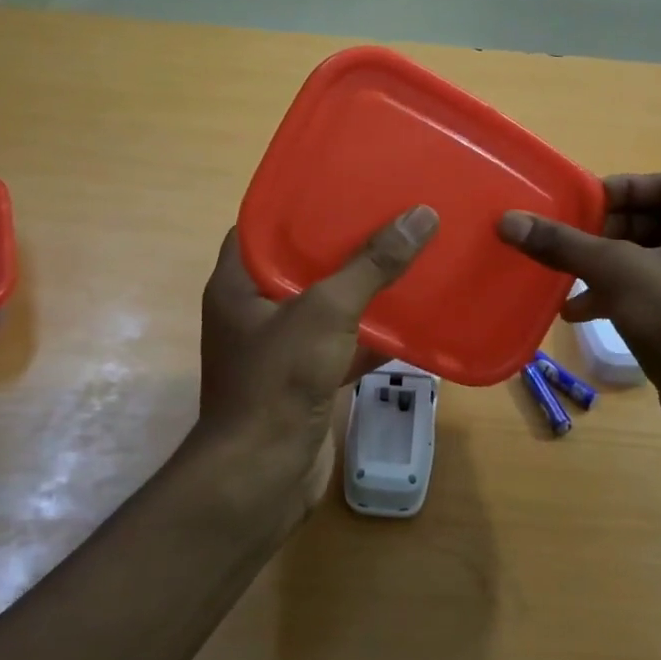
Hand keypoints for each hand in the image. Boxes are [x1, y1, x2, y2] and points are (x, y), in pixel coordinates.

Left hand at [199, 205, 438, 507]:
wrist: (263, 478)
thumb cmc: (279, 381)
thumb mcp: (325, 311)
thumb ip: (371, 265)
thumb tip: (421, 214)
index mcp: (238, 283)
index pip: (263, 225)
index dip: (299, 202)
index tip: (342, 181)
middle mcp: (254, 310)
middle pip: (301, 262)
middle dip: (343, 242)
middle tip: (387, 211)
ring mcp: (280, 348)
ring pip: (325, 304)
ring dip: (362, 287)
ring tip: (406, 252)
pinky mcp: (305, 379)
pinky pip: (341, 342)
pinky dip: (370, 333)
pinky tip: (410, 317)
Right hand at [498, 175, 660, 475]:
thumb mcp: (616, 273)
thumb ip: (563, 244)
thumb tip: (509, 220)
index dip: (623, 189)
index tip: (582, 207)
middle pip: (656, 223)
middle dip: (608, 233)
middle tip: (570, 244)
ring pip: (652, 265)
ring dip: (608, 270)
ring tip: (567, 286)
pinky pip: (657, 300)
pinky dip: (621, 300)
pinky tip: (585, 319)